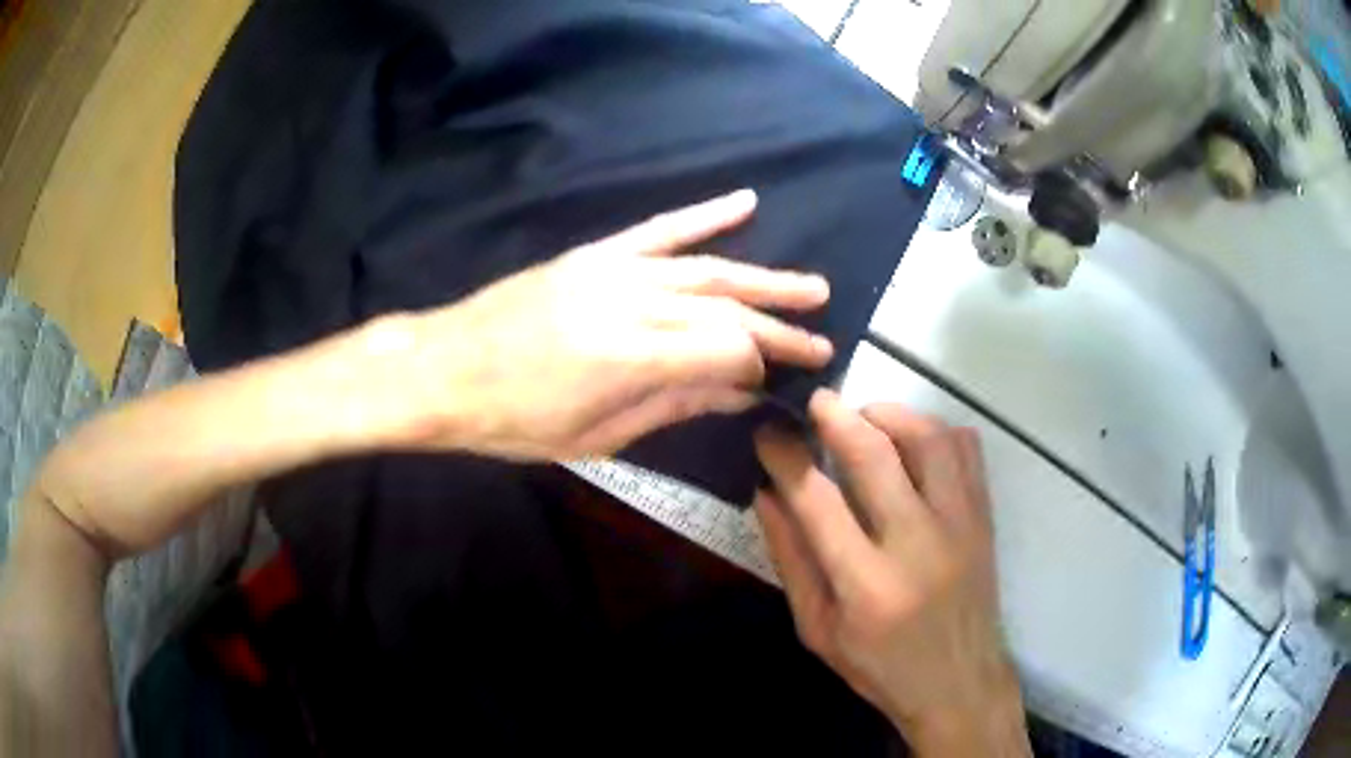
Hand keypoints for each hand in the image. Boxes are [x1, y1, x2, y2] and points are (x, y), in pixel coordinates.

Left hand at [381, 189, 832, 459]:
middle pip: (727, 309)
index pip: (726, 351)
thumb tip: (735, 395)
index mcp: (632, 358)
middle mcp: (632, 303)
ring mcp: (613, 270)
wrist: (443, 368)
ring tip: (811, 286)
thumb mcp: (595, 437)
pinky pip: (659, 229)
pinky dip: (704, 216)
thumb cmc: (512, 420)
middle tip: (824, 338)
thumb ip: (672, 406)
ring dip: (764, 278)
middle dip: (780, 326)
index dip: (759, 367)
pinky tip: (745, 203)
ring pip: (707, 269)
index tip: (775, 385)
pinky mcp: (595, 254)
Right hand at [753, 390, 1029, 756]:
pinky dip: (935, 430)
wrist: (959, 682)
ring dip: (888, 415)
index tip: (768, 433)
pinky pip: (966, 448)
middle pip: (875, 454)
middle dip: (834, 416)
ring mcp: (960, 525)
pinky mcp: (984, 517)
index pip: (817, 499)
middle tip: (812, 402)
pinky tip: (911, 443)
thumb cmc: (881, 666)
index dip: (785, 456)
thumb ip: (791, 560)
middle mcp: (918, 544)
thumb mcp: (817, 629)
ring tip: (863, 420)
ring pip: (928, 437)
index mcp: (866, 585)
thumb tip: (766, 493)